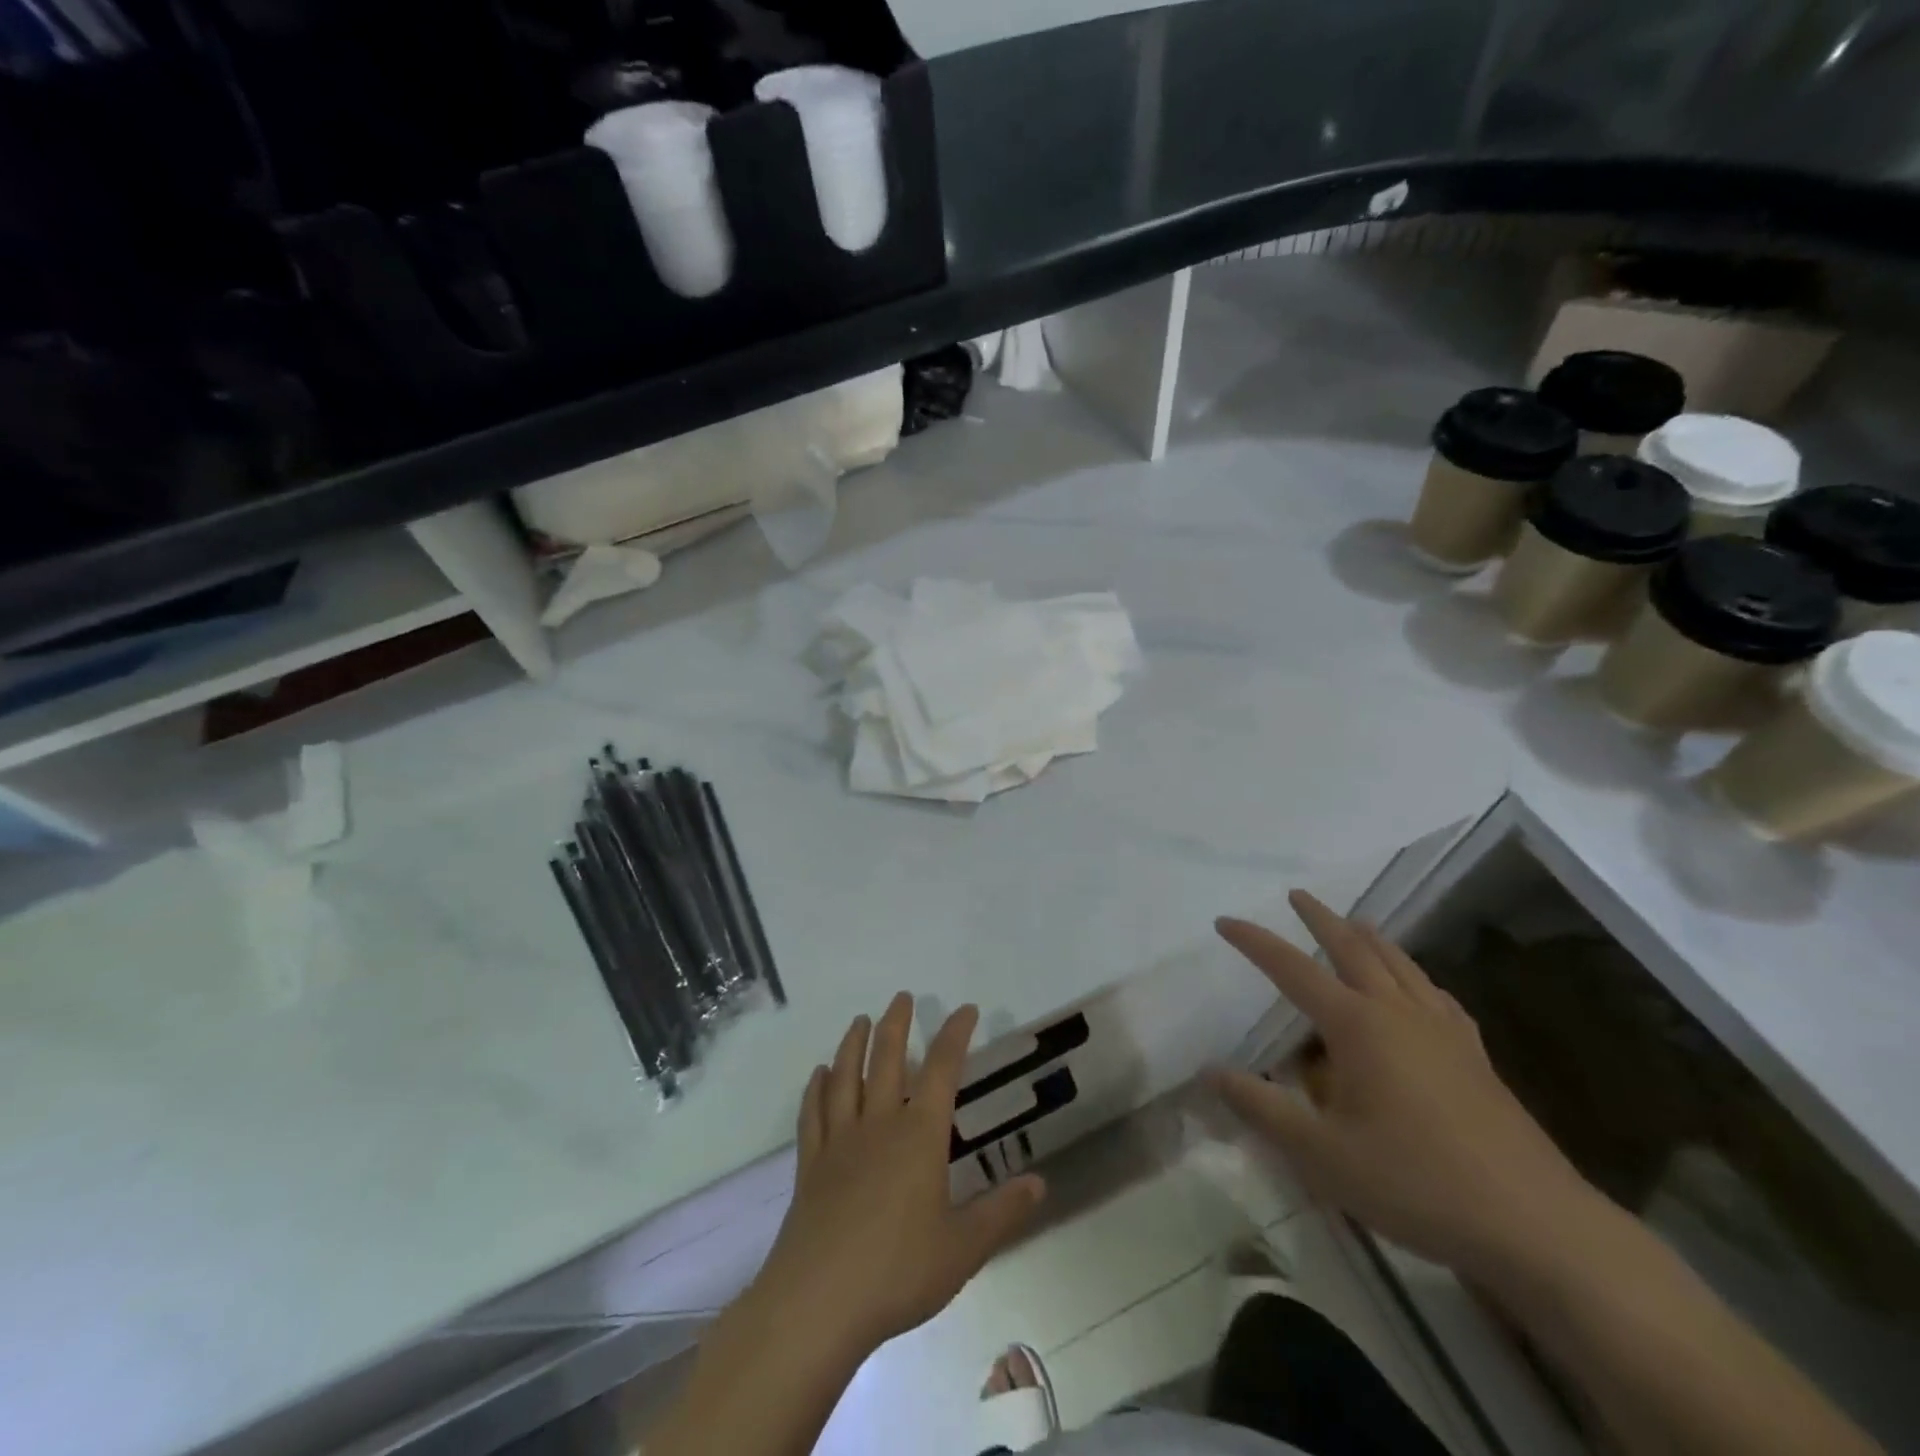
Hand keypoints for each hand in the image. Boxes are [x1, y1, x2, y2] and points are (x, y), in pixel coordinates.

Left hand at [750, 994, 1045, 1362]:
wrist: (818, 1302)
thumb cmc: (898, 1271)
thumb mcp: (963, 1249)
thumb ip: (1002, 1212)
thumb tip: (1040, 1183)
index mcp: (919, 1135)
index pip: (942, 1070)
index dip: (955, 1035)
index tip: (966, 1009)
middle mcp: (878, 1124)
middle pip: (886, 1059)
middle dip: (896, 1024)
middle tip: (902, 996)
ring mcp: (840, 1142)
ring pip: (845, 1077)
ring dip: (853, 1044)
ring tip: (860, 1020)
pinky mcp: (810, 1165)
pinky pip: (813, 1113)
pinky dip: (816, 1088)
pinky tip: (819, 1074)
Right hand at [1209, 892, 1600, 1280]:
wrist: (1534, 1225)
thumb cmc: (1415, 1183)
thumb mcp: (1322, 1155)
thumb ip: (1262, 1109)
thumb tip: (1210, 1071)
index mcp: (1357, 1026)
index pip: (1292, 969)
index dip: (1255, 942)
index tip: (1225, 921)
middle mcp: (1398, 1013)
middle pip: (1353, 948)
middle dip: (1321, 919)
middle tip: (1297, 895)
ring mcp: (1443, 1031)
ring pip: (1400, 964)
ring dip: (1370, 937)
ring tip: (1355, 922)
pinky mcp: (1475, 1056)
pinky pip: (1437, 995)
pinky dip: (1415, 976)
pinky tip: (1419, 988)